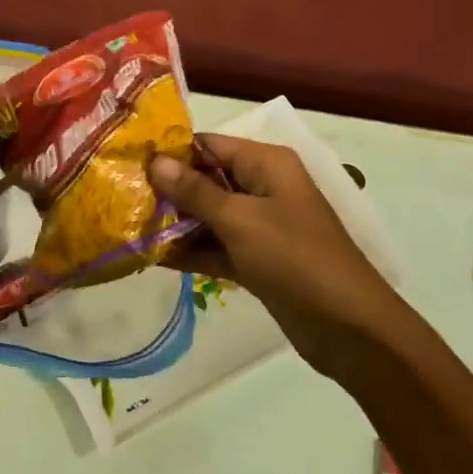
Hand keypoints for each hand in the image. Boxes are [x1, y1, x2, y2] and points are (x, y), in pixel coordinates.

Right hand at [150, 135, 403, 376]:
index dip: (171, 152)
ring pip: (210, 215)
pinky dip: (192, 251)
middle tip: (122, 198)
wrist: (350, 329)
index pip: (209, 145)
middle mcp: (263, 186)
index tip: (129, 162)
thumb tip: (156, 161)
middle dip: (168, 190)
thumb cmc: (295, 258)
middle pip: (207, 179)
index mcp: (266, 163)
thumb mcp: (240, 220)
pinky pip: (218, 246)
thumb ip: (195, 191)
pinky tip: (153, 257)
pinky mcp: (258, 259)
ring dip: (177, 223)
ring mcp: (261, 225)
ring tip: (129, 228)